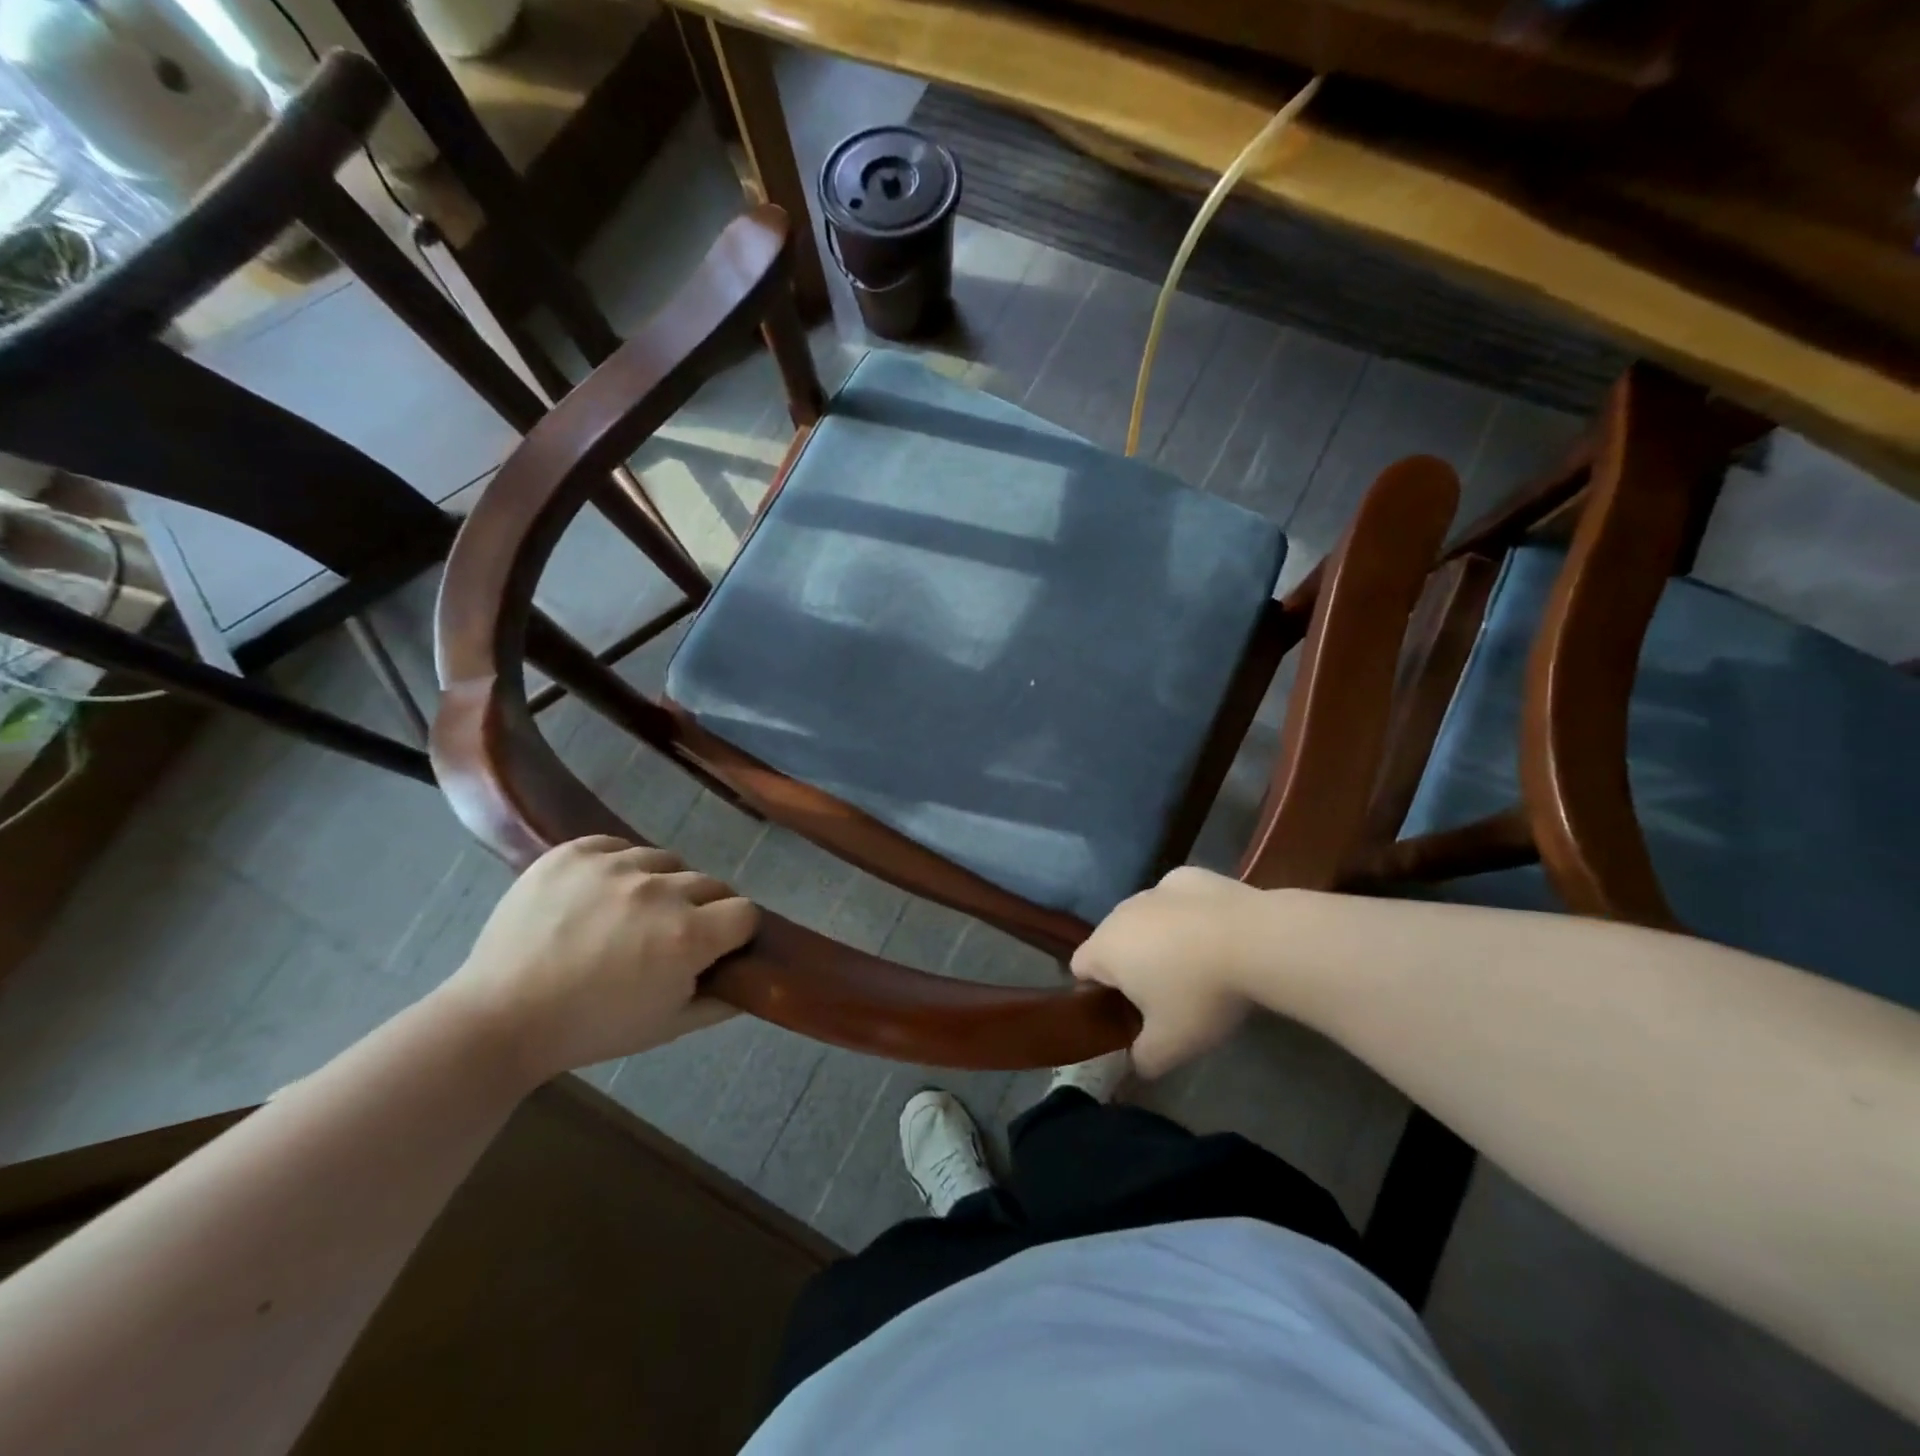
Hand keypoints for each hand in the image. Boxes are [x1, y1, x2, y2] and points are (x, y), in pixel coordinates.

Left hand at [443, 837, 757, 1081]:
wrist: (499, 1018)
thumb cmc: (591, 1029)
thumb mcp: (669, 1026)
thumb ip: (723, 1001)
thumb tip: (756, 979)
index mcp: (688, 936)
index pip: (745, 912)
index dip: (735, 932)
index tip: (716, 948)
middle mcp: (660, 891)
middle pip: (711, 884)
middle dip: (702, 909)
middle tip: (668, 937)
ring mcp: (615, 865)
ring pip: (667, 861)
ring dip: (661, 885)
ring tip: (628, 915)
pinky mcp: (575, 851)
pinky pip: (619, 846)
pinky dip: (619, 867)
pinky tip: (599, 895)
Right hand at [1071, 866, 1262, 1076]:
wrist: (1256, 940)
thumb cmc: (1200, 994)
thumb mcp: (1171, 1045)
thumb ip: (1143, 1060)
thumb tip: (1135, 1066)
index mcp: (1105, 949)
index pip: (1080, 968)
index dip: (1098, 993)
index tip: (1127, 1013)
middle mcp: (1121, 912)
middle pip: (1113, 941)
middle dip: (1131, 965)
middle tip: (1165, 996)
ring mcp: (1155, 888)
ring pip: (1145, 917)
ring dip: (1158, 938)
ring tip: (1196, 965)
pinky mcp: (1189, 876)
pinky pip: (1176, 900)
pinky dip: (1187, 915)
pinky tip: (1216, 934)